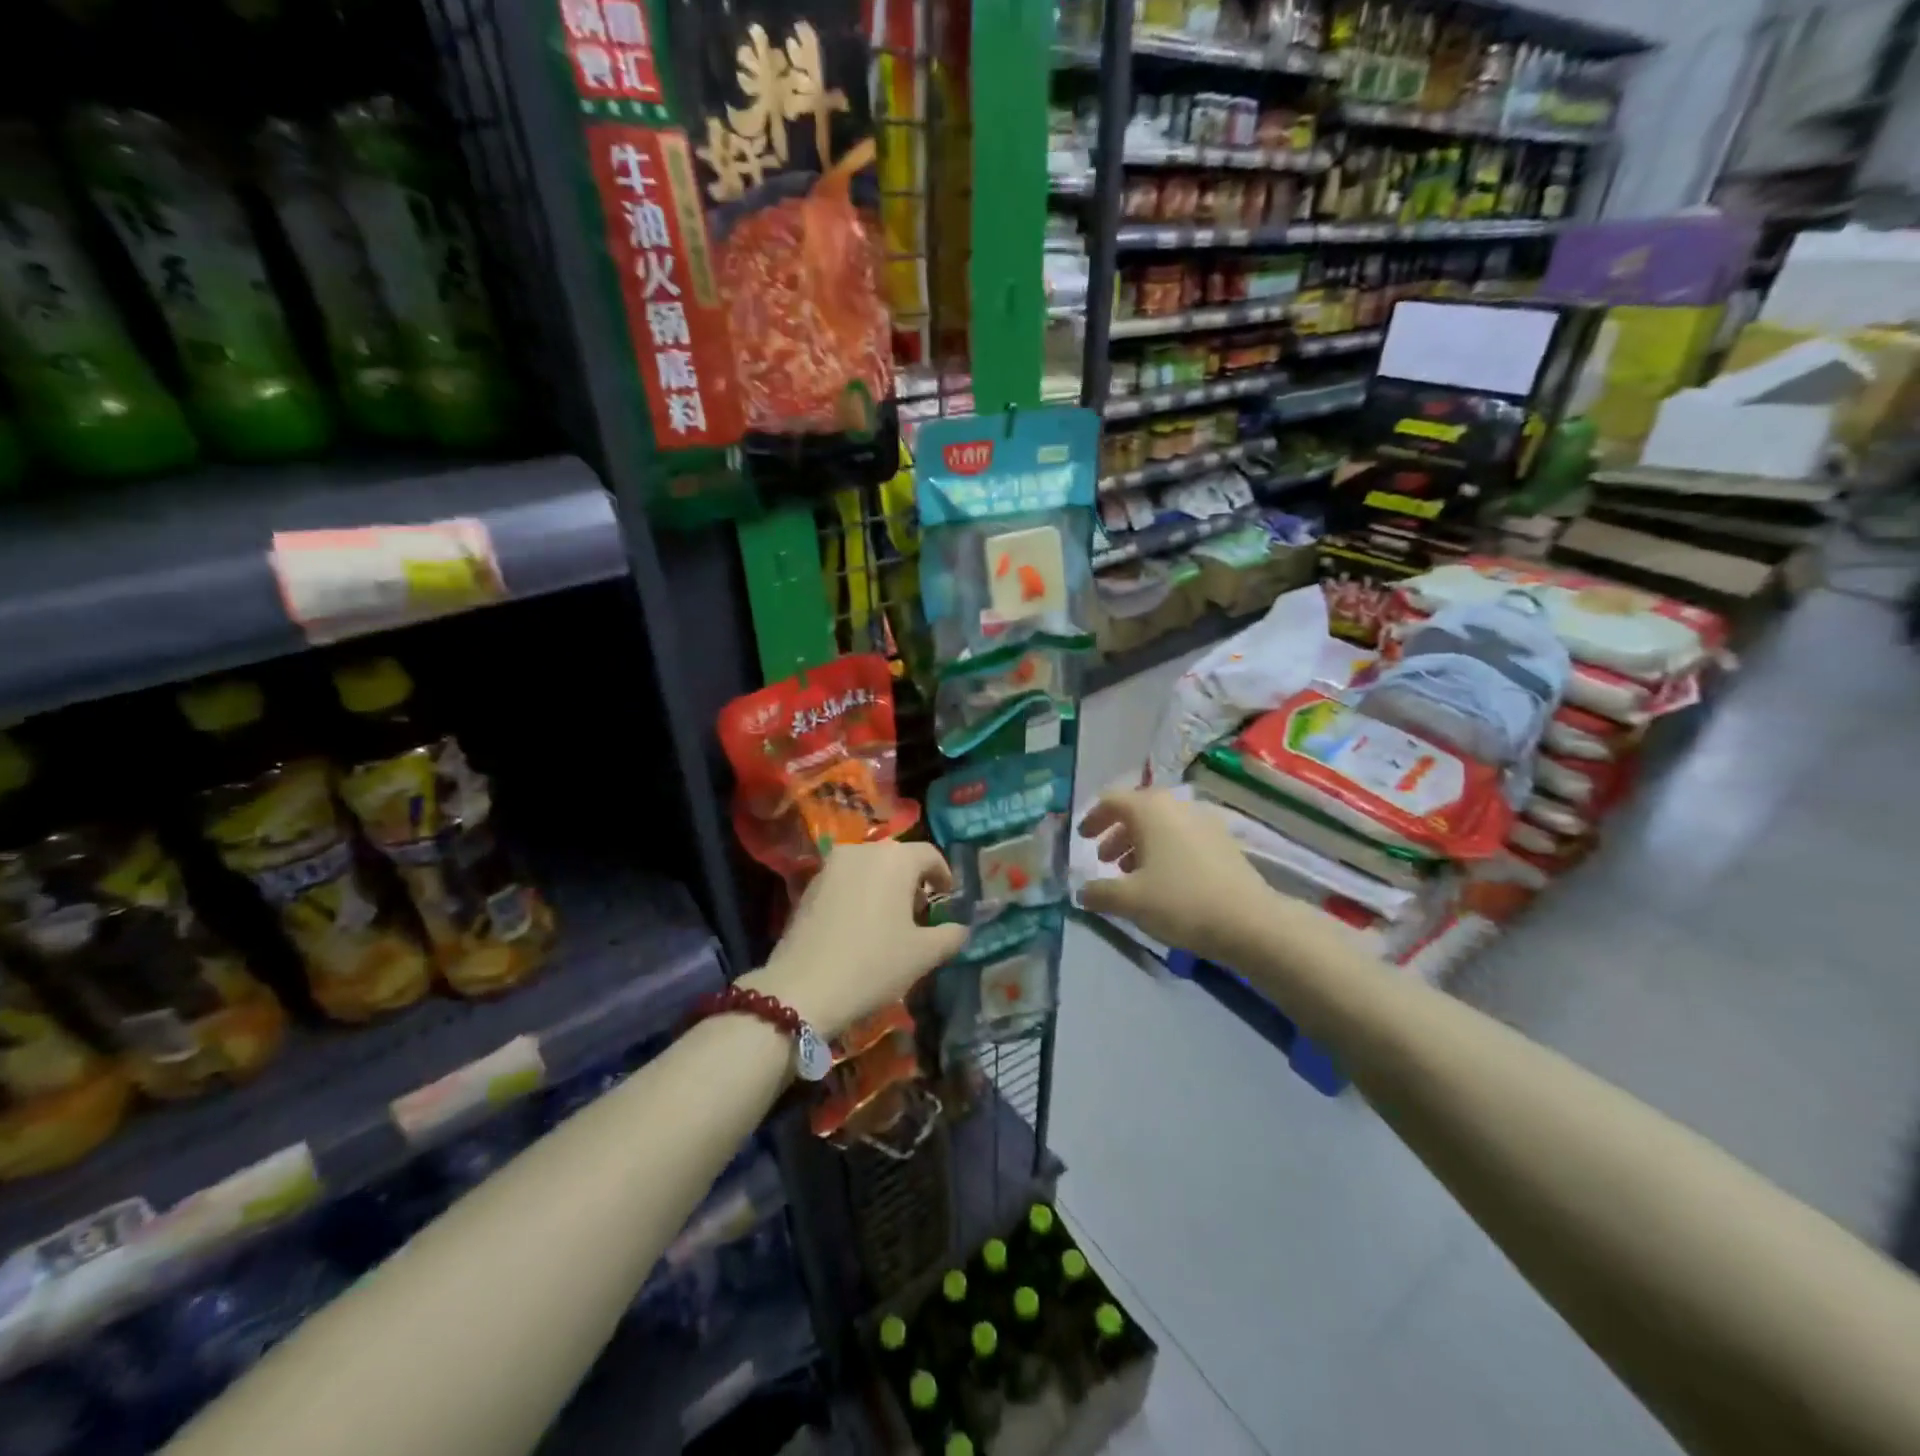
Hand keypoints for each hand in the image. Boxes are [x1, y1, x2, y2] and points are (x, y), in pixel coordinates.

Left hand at [750, 840, 968, 1038]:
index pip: (930, 855)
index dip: (943, 875)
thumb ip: (950, 935)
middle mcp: (863, 850)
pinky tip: (859, 926)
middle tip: (919, 914)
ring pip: (869, 867)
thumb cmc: (874, 964)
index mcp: (896, 858)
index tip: (947, 898)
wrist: (804, 987)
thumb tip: (961, 928)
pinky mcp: (809, 884)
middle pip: (897, 858)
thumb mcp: (923, 954)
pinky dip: (859, 894)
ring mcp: (831, 865)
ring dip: (884, 886)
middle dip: (912, 882)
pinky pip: (845, 881)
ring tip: (889, 921)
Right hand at [1077, 789, 1281, 960]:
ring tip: (1130, 874)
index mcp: (1151, 809)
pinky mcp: (1223, 842)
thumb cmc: (1181, 902)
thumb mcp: (1130, 900)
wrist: (1250, 922)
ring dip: (1139, 844)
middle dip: (1116, 833)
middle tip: (1103, 859)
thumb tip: (1082, 891)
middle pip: (1137, 810)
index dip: (1093, 817)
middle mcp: (1177, 806)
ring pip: (1161, 825)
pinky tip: (1162, 881)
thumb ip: (1099, 892)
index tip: (1082, 838)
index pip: (1112, 800)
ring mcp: (1204, 822)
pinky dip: (1164, 851)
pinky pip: (1182, 837)